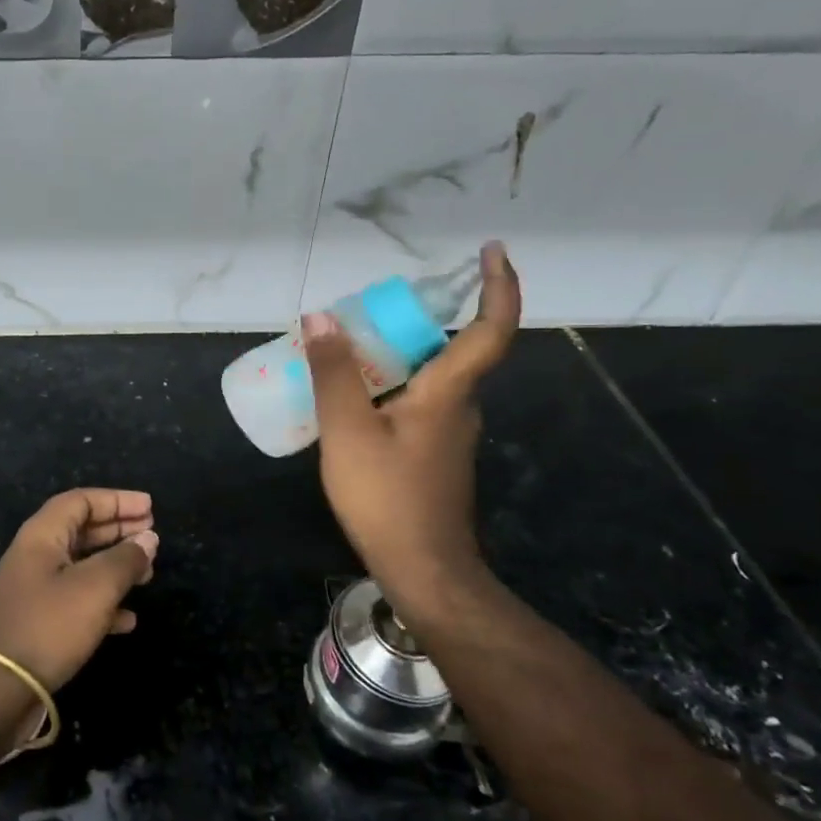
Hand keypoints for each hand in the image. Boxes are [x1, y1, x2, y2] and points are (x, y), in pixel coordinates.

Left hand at [0, 488, 157, 691]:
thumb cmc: (48, 626)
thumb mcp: (95, 588)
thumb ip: (125, 560)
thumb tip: (149, 538)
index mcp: (42, 536)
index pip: (81, 501)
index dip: (116, 500)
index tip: (149, 507)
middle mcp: (36, 556)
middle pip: (82, 530)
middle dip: (119, 530)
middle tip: (153, 534)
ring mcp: (36, 590)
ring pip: (82, 566)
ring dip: (116, 566)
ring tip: (149, 574)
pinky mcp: (40, 622)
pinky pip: (78, 600)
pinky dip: (104, 602)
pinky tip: (129, 618)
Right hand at [303, 242, 520, 619]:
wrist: (423, 570)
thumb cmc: (388, 497)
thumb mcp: (348, 431)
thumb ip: (334, 373)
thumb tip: (321, 318)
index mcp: (449, 393)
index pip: (491, 329)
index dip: (499, 286)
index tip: (493, 250)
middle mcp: (460, 407)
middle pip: (451, 348)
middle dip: (415, 320)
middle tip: (366, 310)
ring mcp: (449, 433)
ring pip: (429, 377)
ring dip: (396, 355)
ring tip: (344, 350)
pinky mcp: (434, 454)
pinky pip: (416, 402)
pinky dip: (389, 386)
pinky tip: (349, 401)